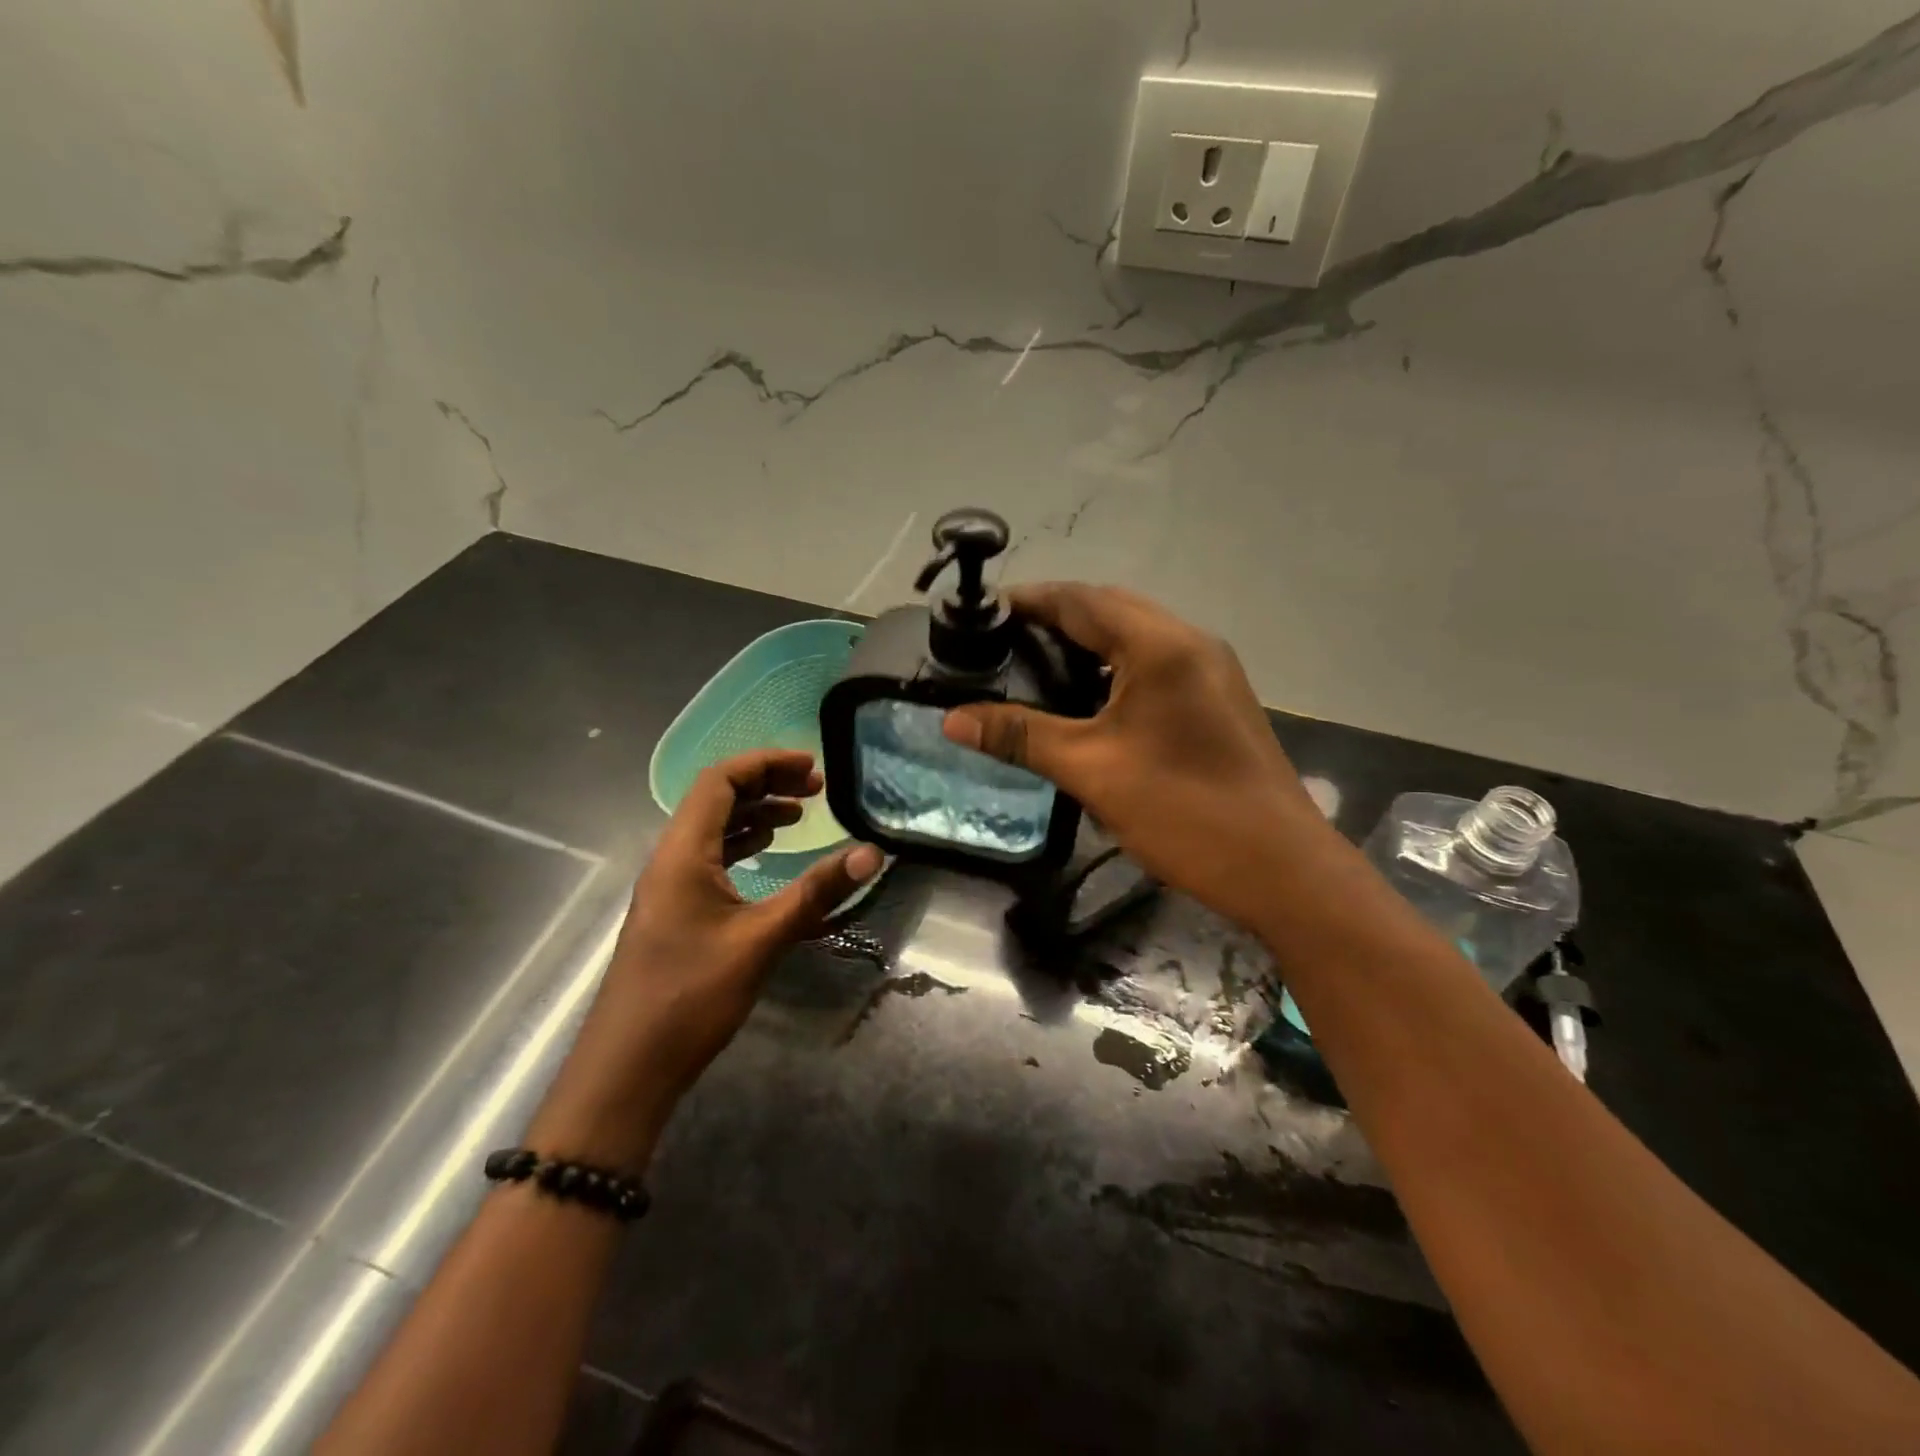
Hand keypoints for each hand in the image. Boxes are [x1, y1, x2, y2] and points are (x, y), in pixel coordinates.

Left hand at [529, 750, 882, 1169]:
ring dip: (755, 815)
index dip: (765, 764)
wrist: (627, 1071)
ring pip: (713, 829)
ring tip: (800, 816)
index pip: (719, 781)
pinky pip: (710, 858)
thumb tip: (871, 851)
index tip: (811, 767)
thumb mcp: (761, 940)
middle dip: (766, 785)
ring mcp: (669, 887)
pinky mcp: (675, 912)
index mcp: (682, 853)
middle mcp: (670, 859)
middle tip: (815, 788)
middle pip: (715, 799)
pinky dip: (743, 845)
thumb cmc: (690, 998)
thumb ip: (817, 892)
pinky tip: (768, 855)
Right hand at [944, 584, 1327, 930]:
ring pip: (1135, 636)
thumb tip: (952, 720)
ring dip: (1086, 641)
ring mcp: (1211, 671)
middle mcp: (1191, 642)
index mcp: (1162, 646)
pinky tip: (1085, 699)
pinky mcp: (1217, 700)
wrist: (1281, 869)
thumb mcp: (1092, 771)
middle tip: (1000, 642)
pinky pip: (1155, 664)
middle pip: (1110, 609)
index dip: (1028, 601)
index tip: (981, 613)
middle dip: (1054, 617)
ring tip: (1032, 665)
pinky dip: (1114, 667)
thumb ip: (1021, 736)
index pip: (1081, 600)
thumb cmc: (1185, 811)